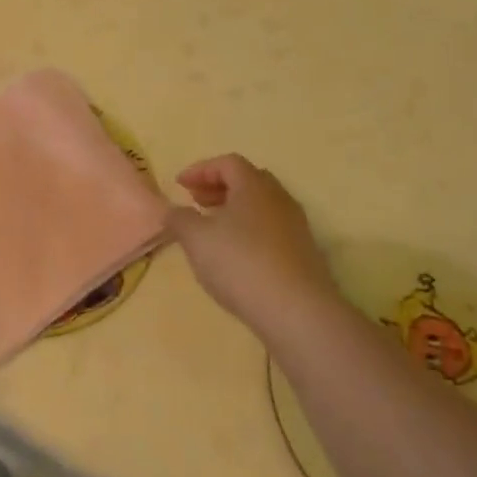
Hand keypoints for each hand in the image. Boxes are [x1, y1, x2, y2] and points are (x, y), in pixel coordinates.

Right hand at [165, 155, 338, 336]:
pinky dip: (249, 231)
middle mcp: (279, 199)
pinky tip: (236, 255)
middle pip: (248, 180)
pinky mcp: (304, 254)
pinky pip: (271, 230)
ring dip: (234, 210)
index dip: (201, 170)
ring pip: (261, 206)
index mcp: (254, 186)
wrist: (298, 312)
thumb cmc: (241, 264)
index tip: (179, 185)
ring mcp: (296, 227)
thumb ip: (180, 219)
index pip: (228, 163)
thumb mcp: (197, 239)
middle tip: (196, 201)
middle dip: (219, 187)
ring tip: (213, 229)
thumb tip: (173, 210)